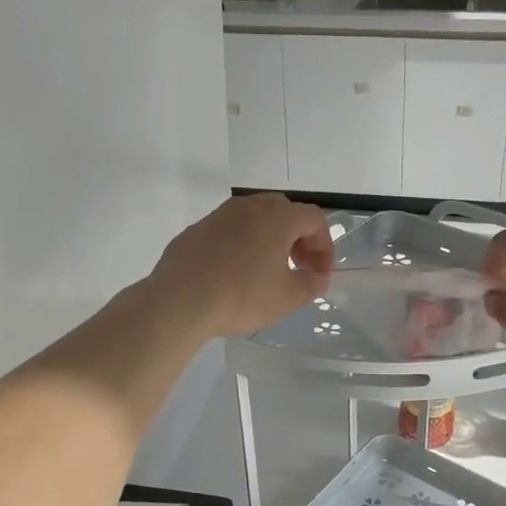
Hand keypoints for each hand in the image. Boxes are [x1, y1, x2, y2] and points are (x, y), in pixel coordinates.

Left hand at [151, 194, 333, 337]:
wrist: (180, 299)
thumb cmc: (242, 295)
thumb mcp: (286, 297)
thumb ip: (310, 285)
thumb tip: (318, 279)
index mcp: (278, 217)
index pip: (314, 219)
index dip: (324, 246)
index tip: (320, 274)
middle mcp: (250, 206)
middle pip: (285, 212)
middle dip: (298, 238)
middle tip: (298, 266)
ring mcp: (220, 215)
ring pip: (254, 218)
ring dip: (269, 238)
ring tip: (267, 269)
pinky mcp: (197, 229)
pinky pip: (229, 230)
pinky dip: (241, 244)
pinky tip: (234, 272)